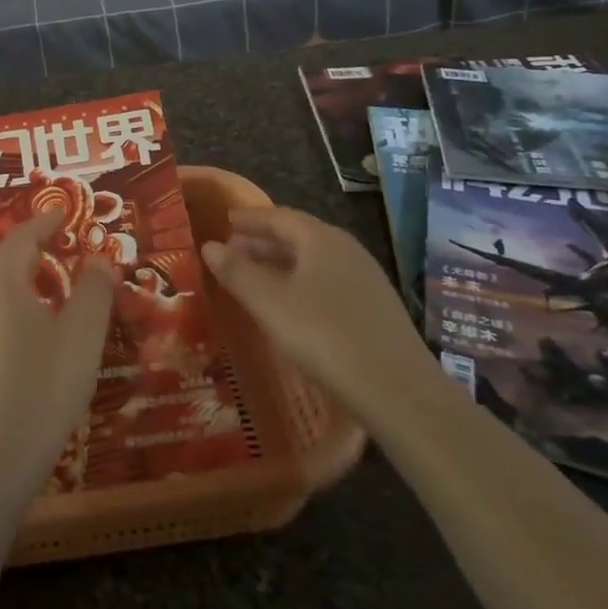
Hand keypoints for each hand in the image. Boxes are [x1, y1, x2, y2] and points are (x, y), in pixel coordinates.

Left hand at [0, 212, 113, 501]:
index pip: (22, 237)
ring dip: (21, 268)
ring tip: (51, 270)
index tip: (65, 212)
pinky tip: (35, 315)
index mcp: (3, 282)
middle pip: (2, 255)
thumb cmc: (43, 386)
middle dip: (30, 241)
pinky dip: (15, 293)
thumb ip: (94, 291)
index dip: (45, 222)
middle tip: (59, 236)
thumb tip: (99, 259)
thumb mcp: (81, 335)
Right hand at [201, 207, 440, 427]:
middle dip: (263, 241)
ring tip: (254, 277)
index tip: (226, 220)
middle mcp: (347, 251)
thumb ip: (237, 272)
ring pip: (314, 261)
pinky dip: (300, 284)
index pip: (279, 216)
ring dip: (281, 264)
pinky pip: (327, 283)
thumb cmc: (324, 336)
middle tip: (232, 250)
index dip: (250, 218)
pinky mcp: (374, 311)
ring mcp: (366, 281)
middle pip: (298, 237)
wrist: (399, 392)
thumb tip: (209, 246)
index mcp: (322, 239)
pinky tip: (289, 306)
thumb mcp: (269, 303)